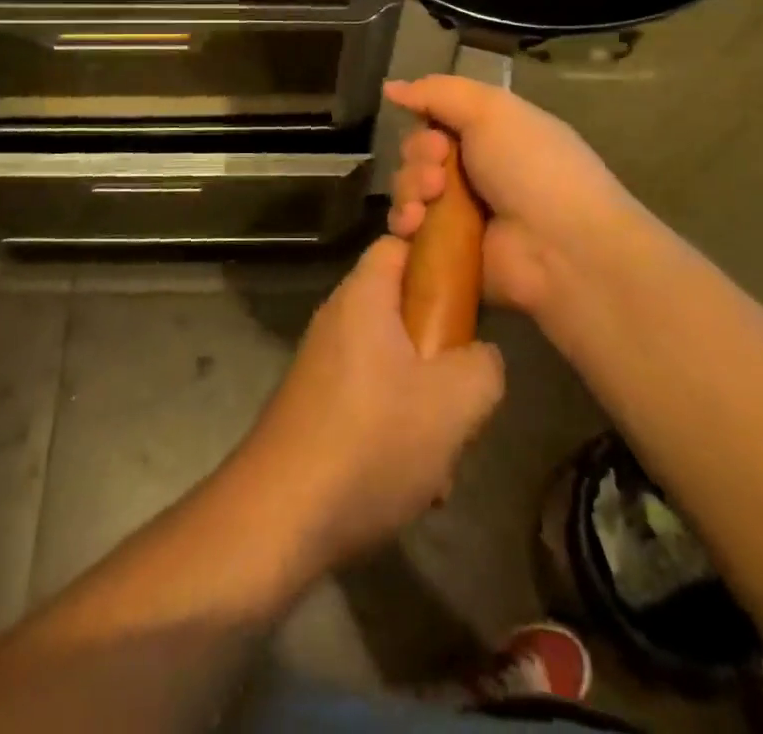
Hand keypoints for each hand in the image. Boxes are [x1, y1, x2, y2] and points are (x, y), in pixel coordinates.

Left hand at [235, 237, 504, 573]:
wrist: (278, 518)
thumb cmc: (371, 442)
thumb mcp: (454, 403)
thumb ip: (484, 365)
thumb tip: (480, 356)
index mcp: (362, 297)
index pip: (401, 244)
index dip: (439, 257)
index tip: (473, 294)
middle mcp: (337, 320)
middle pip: (404, 311)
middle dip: (442, 352)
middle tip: (465, 393)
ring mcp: (323, 365)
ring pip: (394, 365)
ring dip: (426, 406)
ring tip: (443, 456)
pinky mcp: (316, 407)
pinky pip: (372, 401)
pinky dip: (397, 431)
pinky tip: (414, 485)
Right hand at [384, 75, 659, 318]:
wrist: (559, 246)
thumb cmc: (532, 167)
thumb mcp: (490, 110)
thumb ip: (438, 92)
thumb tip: (390, 87)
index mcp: (491, 135)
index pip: (436, 121)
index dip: (425, 126)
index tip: (437, 139)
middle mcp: (475, 171)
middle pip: (417, 155)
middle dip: (417, 159)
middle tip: (438, 175)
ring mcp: (461, 214)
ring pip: (408, 190)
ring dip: (409, 190)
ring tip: (429, 202)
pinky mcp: (448, 251)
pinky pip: (408, 231)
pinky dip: (406, 223)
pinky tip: (416, 225)